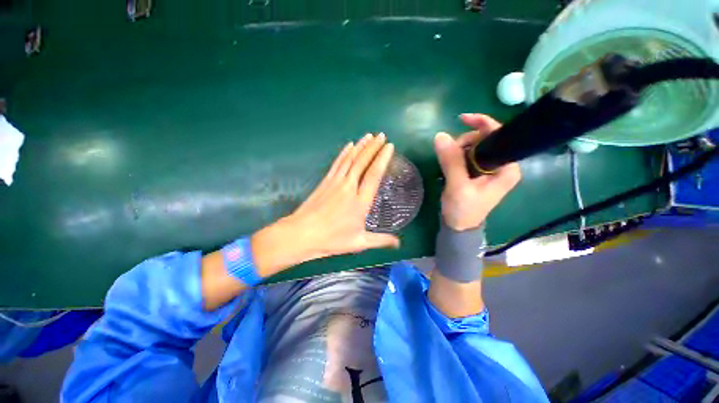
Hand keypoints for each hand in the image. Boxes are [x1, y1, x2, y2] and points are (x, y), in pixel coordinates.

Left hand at [251, 133, 399, 276]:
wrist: (301, 234)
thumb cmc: (332, 239)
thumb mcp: (359, 242)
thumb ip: (380, 241)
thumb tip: (399, 244)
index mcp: (360, 201)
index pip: (374, 174)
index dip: (382, 159)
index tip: (389, 147)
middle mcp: (349, 187)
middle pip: (362, 162)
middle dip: (373, 147)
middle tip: (382, 136)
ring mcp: (336, 182)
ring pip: (350, 159)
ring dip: (360, 146)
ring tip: (369, 136)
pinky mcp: (325, 181)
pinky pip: (337, 163)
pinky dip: (344, 153)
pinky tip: (349, 145)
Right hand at [434, 114, 520, 230]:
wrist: (458, 226)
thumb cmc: (463, 210)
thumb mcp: (457, 186)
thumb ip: (451, 161)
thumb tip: (440, 136)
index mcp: (507, 168)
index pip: (500, 136)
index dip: (482, 124)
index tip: (462, 119)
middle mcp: (502, 165)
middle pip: (485, 139)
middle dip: (466, 140)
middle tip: (449, 151)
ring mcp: (489, 169)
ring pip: (475, 146)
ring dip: (459, 148)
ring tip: (447, 160)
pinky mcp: (478, 172)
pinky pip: (468, 155)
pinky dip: (457, 154)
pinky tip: (449, 162)